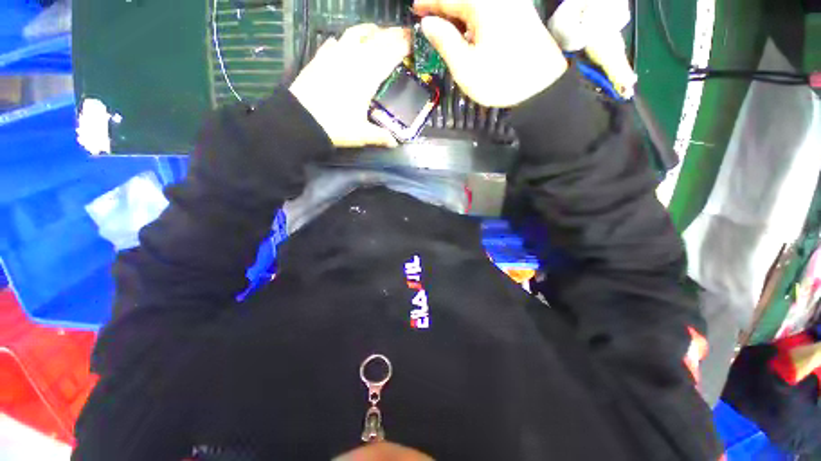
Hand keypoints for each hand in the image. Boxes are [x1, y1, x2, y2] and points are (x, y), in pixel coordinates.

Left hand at [290, 24, 410, 147]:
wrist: (300, 119)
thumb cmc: (335, 126)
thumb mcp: (362, 135)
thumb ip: (381, 136)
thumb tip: (395, 143)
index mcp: (367, 76)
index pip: (391, 53)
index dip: (405, 45)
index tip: (415, 41)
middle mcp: (354, 59)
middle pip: (377, 39)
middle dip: (393, 34)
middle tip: (404, 33)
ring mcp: (335, 55)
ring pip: (357, 33)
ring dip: (371, 31)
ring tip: (378, 33)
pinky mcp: (321, 57)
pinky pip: (336, 41)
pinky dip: (346, 39)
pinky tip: (347, 44)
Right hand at [414, 0, 567, 107]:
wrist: (541, 85)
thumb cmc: (500, 79)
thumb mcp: (465, 67)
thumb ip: (444, 41)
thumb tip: (428, 23)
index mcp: (481, 4)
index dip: (427, 3)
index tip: (414, 10)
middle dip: (443, 8)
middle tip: (429, 21)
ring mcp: (510, 2)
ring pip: (475, 4)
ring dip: (458, 14)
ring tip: (445, 29)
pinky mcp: (518, 12)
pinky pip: (488, 8)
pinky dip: (473, 17)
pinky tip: (468, 32)